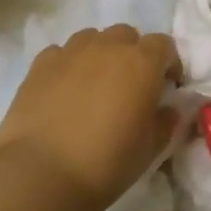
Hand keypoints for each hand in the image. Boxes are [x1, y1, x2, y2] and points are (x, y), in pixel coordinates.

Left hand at [0, 25, 182, 208]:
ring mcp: (71, 52)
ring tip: (96, 84)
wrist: (40, 174)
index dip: (169, 64)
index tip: (167, 87)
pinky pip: (62, 52)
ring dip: (101, 53)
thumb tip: (171, 109)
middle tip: (130, 85)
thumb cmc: (106, 163)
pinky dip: (69, 64)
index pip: (164, 45)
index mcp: (142, 63)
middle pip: (127, 35)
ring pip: (93, 38)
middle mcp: (108, 47)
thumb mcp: (150, 149)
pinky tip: (64, 89)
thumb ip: (166, 122)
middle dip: (133, 54)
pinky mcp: (40, 65)